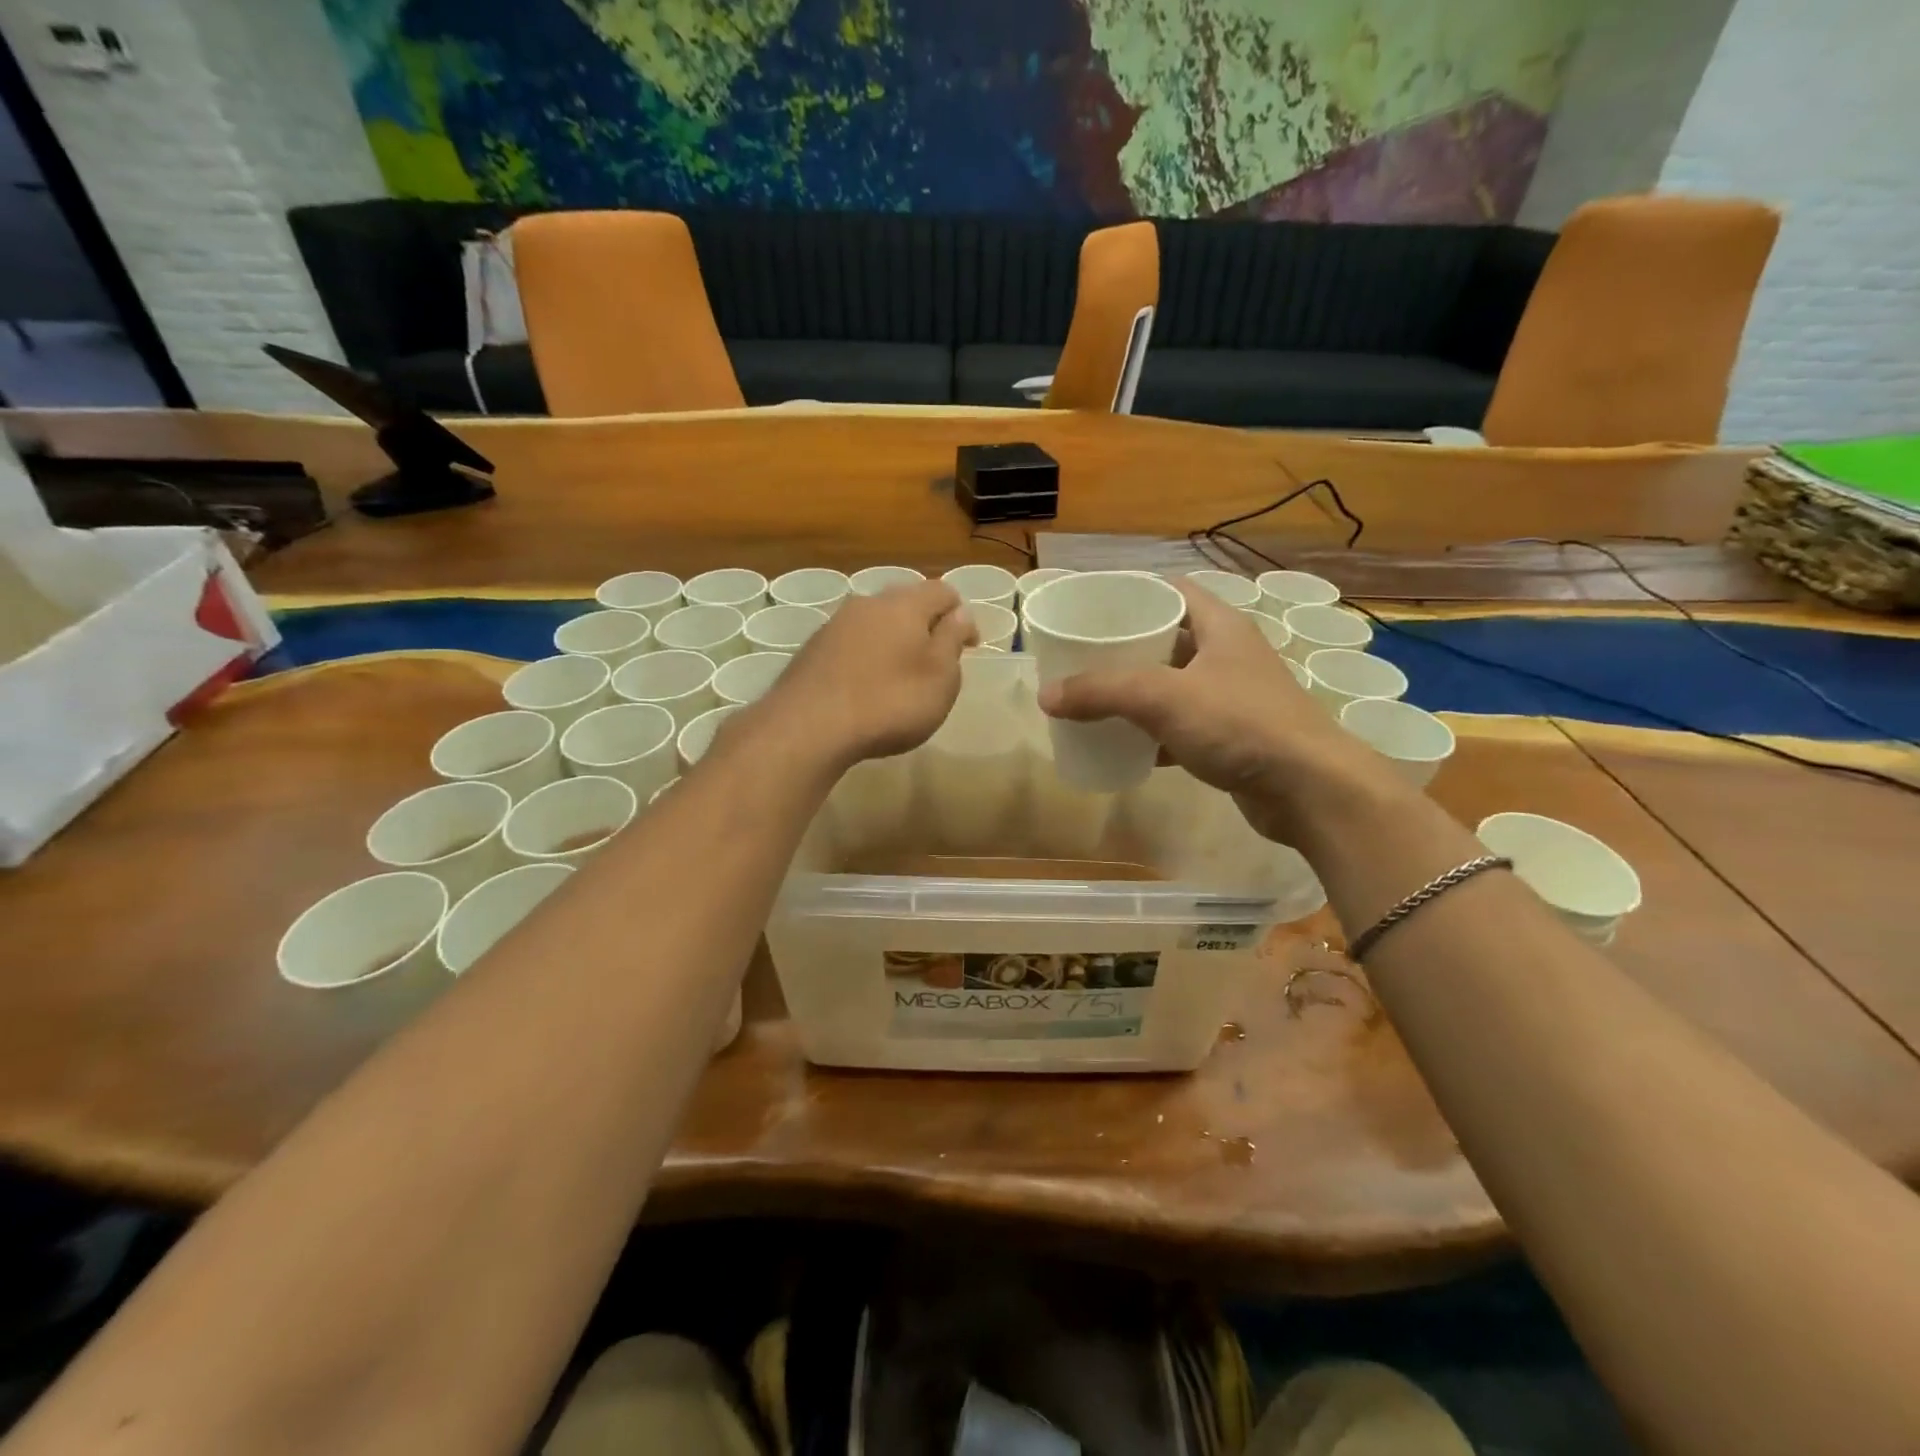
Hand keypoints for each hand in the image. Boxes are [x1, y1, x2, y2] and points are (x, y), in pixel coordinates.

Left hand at [756, 579, 976, 769]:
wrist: (808, 727)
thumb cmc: (890, 702)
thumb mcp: (940, 677)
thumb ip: (952, 640)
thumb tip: (960, 614)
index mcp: (905, 604)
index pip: (943, 591)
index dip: (962, 616)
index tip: (969, 649)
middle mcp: (867, 604)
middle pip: (906, 603)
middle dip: (925, 626)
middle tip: (936, 662)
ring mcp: (834, 625)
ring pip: (875, 623)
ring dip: (893, 642)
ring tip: (900, 677)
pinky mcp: (812, 650)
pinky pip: (851, 644)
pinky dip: (866, 658)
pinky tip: (865, 688)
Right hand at [1037, 578, 1397, 842]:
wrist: (1309, 790)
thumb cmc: (1240, 724)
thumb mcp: (1163, 698)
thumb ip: (1102, 692)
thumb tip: (1046, 696)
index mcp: (1220, 627)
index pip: (1172, 591)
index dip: (1133, 593)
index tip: (1091, 606)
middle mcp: (1228, 655)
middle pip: (1167, 639)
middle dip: (1125, 647)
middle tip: (1081, 656)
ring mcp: (1232, 698)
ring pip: (1173, 686)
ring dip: (1137, 693)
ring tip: (1092, 699)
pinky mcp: (1232, 738)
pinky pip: (1181, 727)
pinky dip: (1153, 734)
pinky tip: (1123, 745)